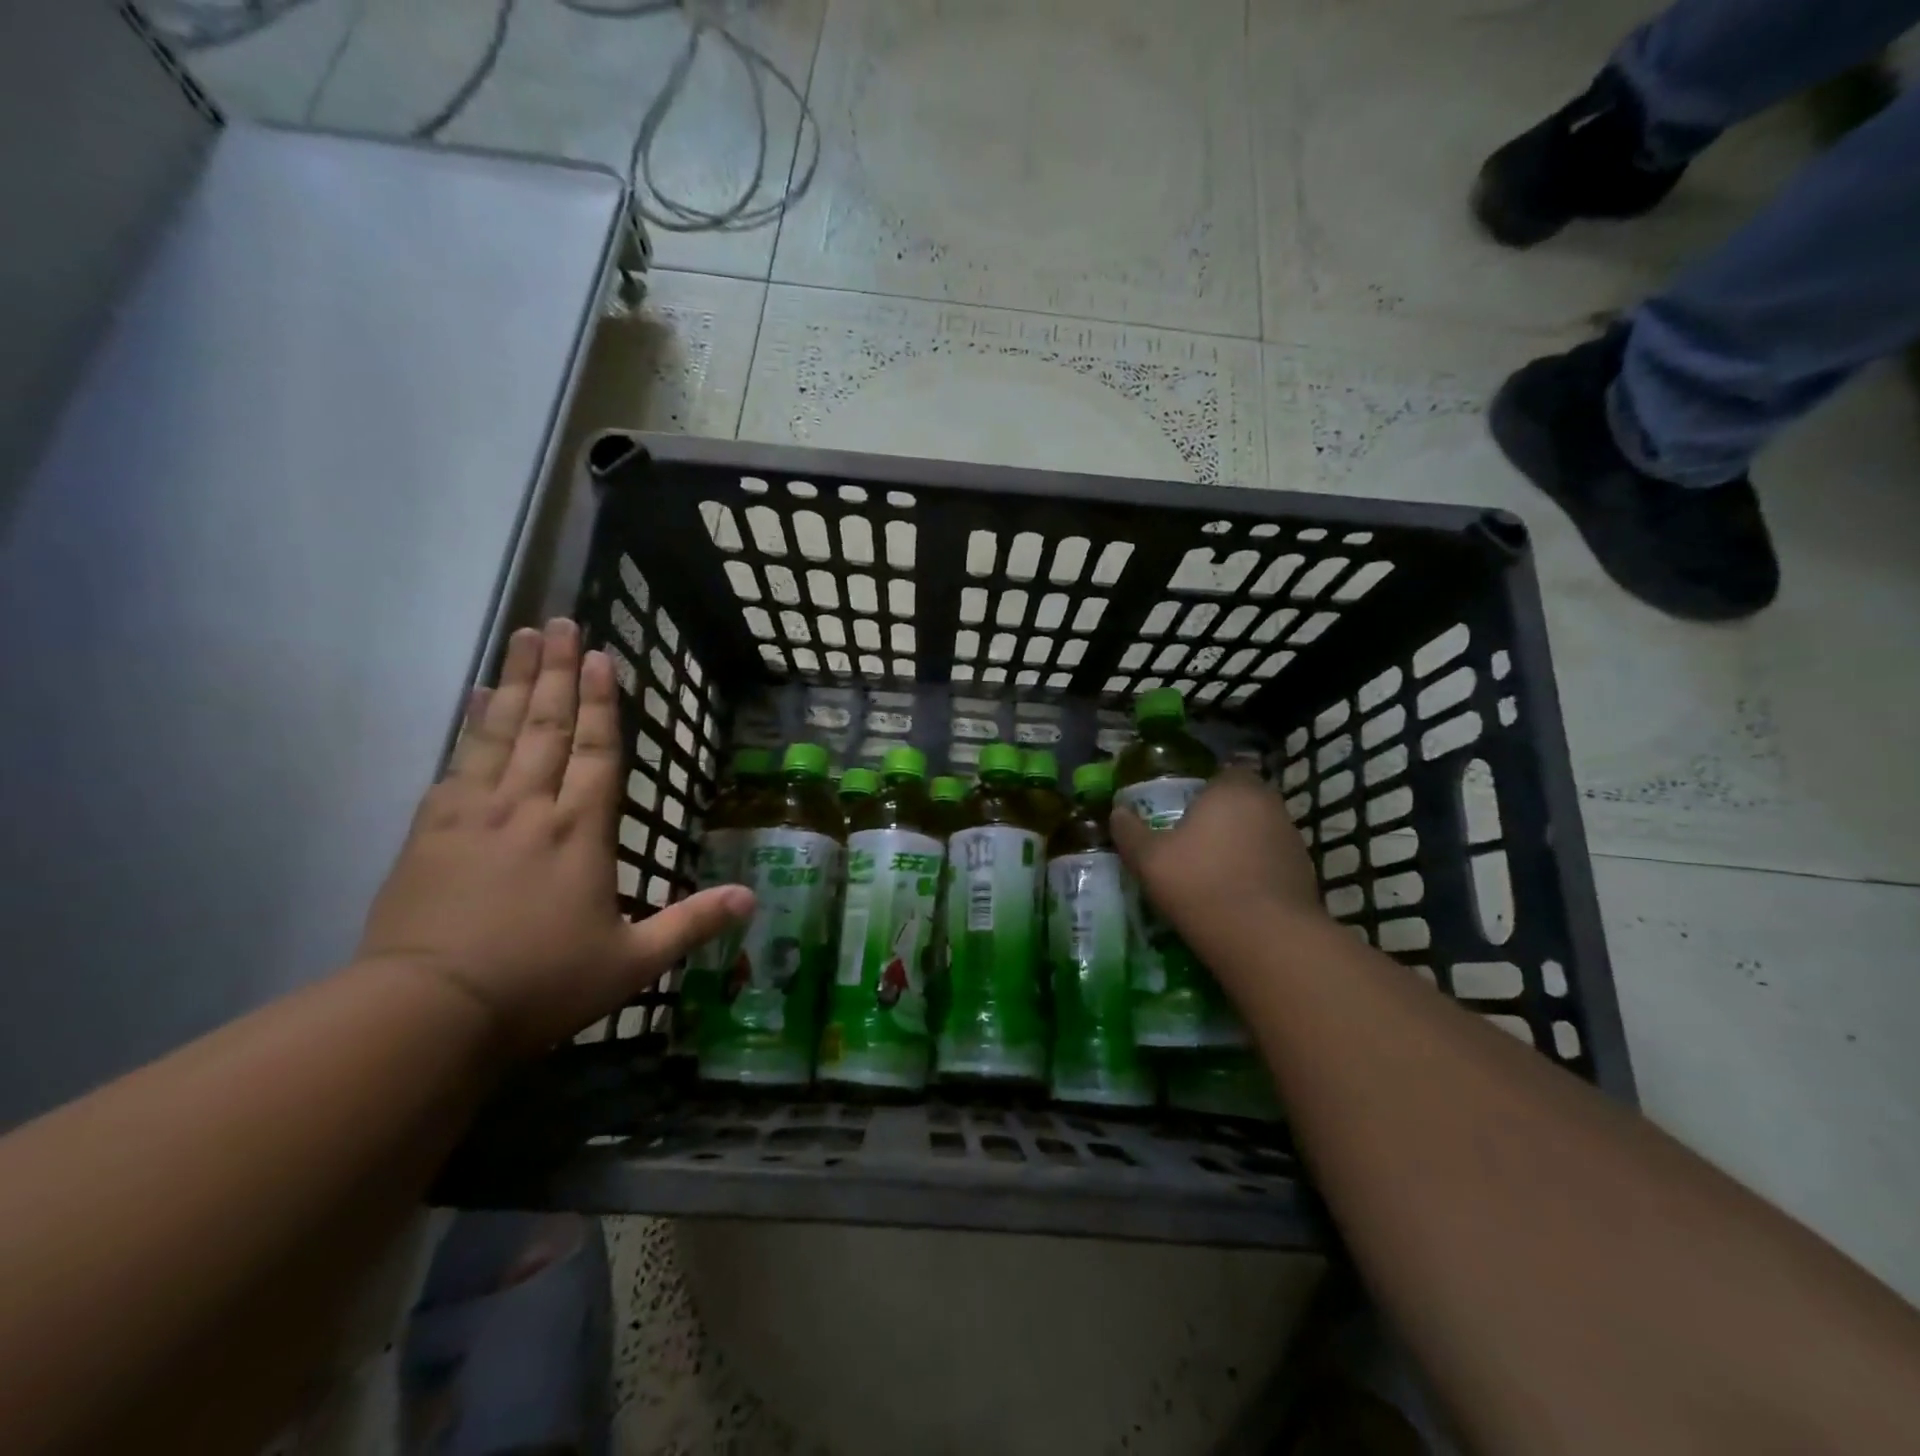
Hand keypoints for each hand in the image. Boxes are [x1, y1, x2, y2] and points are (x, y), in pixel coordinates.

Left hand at [358, 619, 752, 1059]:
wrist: (426, 1014)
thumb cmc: (540, 985)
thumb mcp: (631, 964)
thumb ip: (692, 924)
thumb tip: (753, 899)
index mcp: (580, 833)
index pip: (598, 752)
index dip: (604, 703)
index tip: (603, 656)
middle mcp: (529, 809)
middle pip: (547, 726)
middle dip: (558, 672)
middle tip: (560, 622)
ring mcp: (474, 815)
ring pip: (500, 733)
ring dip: (517, 682)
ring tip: (523, 637)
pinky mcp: (429, 832)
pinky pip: (456, 762)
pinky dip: (469, 725)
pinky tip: (475, 699)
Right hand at [1110, 768, 1324, 967]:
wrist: (1267, 941)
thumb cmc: (1201, 884)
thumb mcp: (1149, 860)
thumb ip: (1130, 832)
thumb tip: (1117, 812)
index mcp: (1233, 790)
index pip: (1222, 773)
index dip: (1203, 790)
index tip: (1182, 810)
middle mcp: (1269, 806)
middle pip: (1242, 803)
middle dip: (1221, 818)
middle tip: (1192, 841)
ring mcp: (1293, 842)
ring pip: (1259, 833)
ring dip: (1240, 846)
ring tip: (1211, 873)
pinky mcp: (1306, 876)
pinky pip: (1272, 864)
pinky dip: (1256, 873)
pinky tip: (1234, 896)